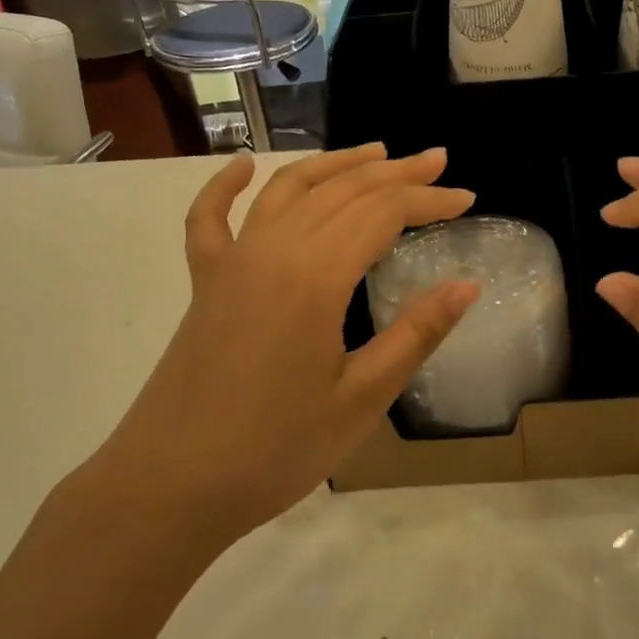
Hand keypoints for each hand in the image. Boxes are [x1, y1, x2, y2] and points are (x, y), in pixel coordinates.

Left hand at [95, 145, 477, 544]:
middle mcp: (272, 250)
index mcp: (315, 276)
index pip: (383, 213)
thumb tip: (467, 286)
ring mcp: (232, 262)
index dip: (429, 200)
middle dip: (396, 172)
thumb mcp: (362, 399)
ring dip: (334, 165)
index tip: (468, 199)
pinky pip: (210, 219)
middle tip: (437, 160)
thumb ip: (416, 334)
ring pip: (288, 189)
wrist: (170, 486)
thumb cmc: (275, 450)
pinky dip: (225, 186)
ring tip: (375, 152)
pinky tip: (242, 166)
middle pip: (342, 190)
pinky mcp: (204, 283)